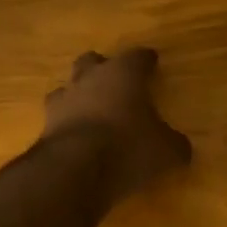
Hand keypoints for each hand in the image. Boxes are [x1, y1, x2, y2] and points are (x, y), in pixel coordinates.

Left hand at [41, 48, 191, 202]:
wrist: (74, 169)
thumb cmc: (127, 148)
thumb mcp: (165, 151)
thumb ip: (174, 144)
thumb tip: (181, 147)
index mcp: (123, 74)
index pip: (137, 57)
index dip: (146, 60)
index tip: (151, 62)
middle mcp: (90, 78)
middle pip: (93, 61)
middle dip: (103, 68)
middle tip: (114, 81)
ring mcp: (63, 100)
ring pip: (69, 86)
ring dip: (79, 94)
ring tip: (89, 109)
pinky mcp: (45, 124)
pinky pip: (57, 116)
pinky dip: (66, 122)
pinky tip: (74, 134)